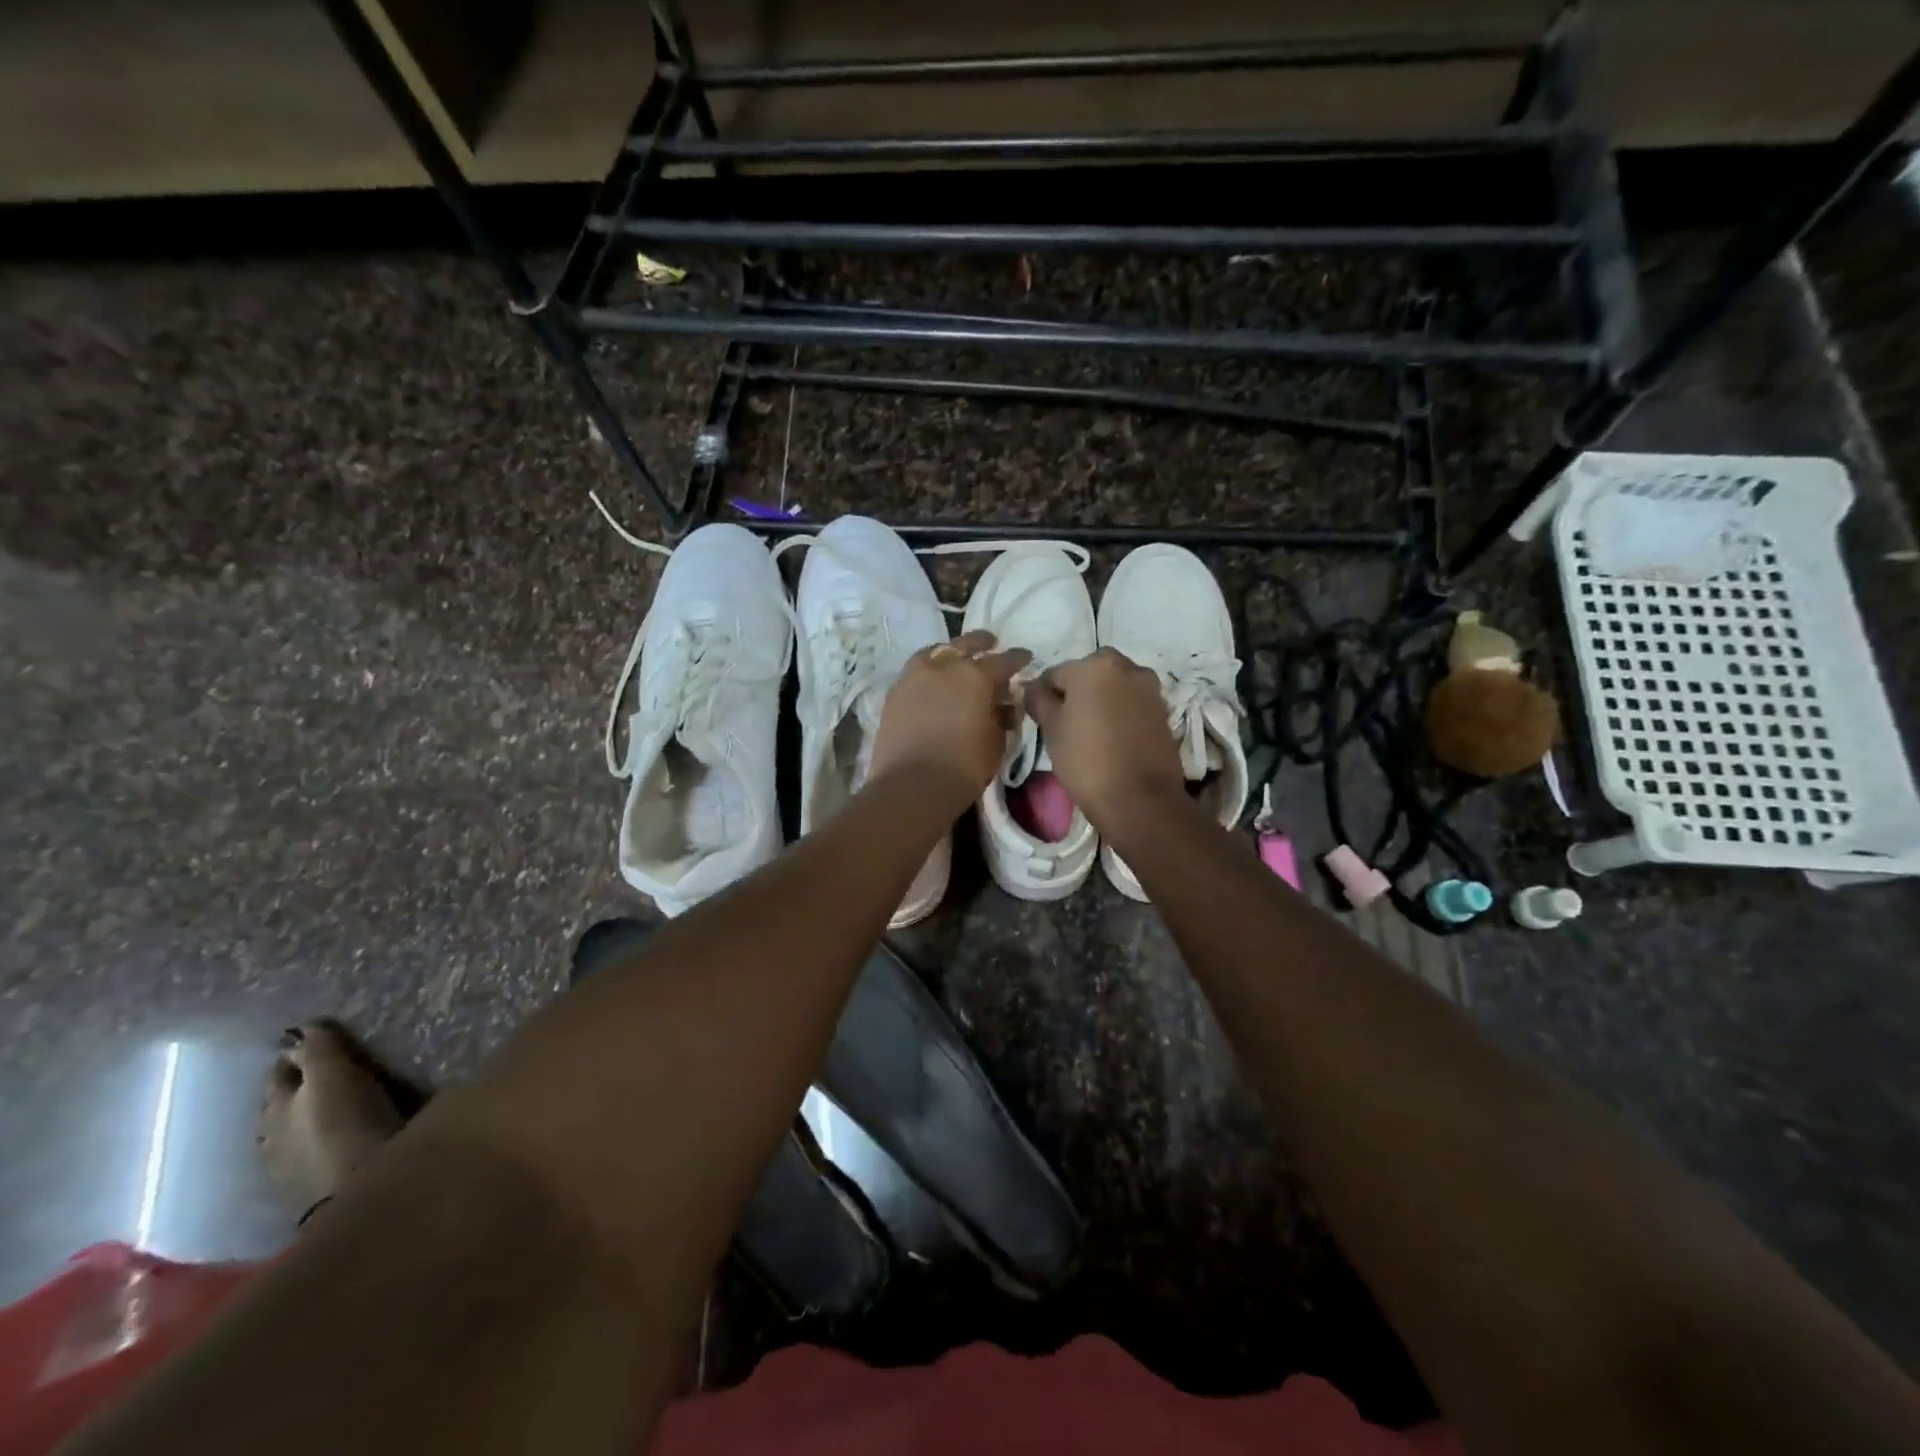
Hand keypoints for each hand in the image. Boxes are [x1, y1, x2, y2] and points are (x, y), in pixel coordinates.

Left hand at [869, 630, 1031, 807]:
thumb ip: (1001, 717)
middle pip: (966, 644)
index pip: (1004, 661)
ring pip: (936, 652)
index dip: (1018, 659)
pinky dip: (928, 671)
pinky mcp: (894, 693)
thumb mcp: (996, 742)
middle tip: (991, 644)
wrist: (912, 785)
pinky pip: (915, 671)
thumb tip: (1003, 705)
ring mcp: (915, 676)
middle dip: (982, 643)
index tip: (1026, 657)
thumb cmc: (964, 766)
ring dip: (950, 652)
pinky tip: (933, 681)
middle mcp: (945, 667)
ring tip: (956, 658)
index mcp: (976, 676)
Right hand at [1025, 649, 1184, 827]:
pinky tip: (1112, 737)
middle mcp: (1126, 667)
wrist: (1140, 800)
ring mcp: (1149, 689)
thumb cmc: (1086, 760)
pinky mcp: (1163, 711)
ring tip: (1090, 730)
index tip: (1039, 717)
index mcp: (1094, 666)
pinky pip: (1132, 703)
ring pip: (1114, 686)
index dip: (1043, 695)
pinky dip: (1120, 712)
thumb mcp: (1051, 729)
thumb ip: (1039, 700)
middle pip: (1090, 673)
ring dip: (1101, 699)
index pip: (1055, 673)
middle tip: (1065, 721)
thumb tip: (1032, 688)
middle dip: (1076, 691)